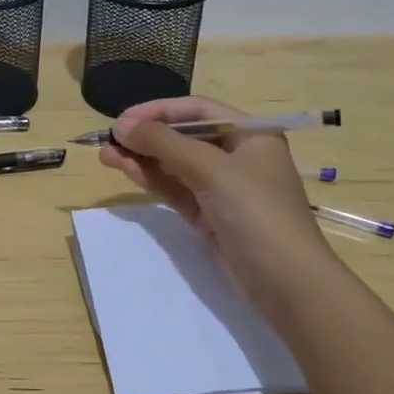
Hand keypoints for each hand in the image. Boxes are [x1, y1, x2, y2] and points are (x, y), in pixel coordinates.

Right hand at [98, 96, 331, 306]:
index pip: (197, 110)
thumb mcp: (211, 170)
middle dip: (146, 137)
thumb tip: (121, 125)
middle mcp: (237, 157)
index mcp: (250, 135)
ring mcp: (223, 189)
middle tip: (108, 140)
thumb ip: (164, 144)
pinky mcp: (211, 217)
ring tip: (106, 155)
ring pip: (175, 165)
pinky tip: (126, 171)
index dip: (159, 111)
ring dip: (142, 159)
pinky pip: (176, 190)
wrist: (287, 284)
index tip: (123, 119)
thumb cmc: (256, 212)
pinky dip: (152, 180)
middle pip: (184, 137)